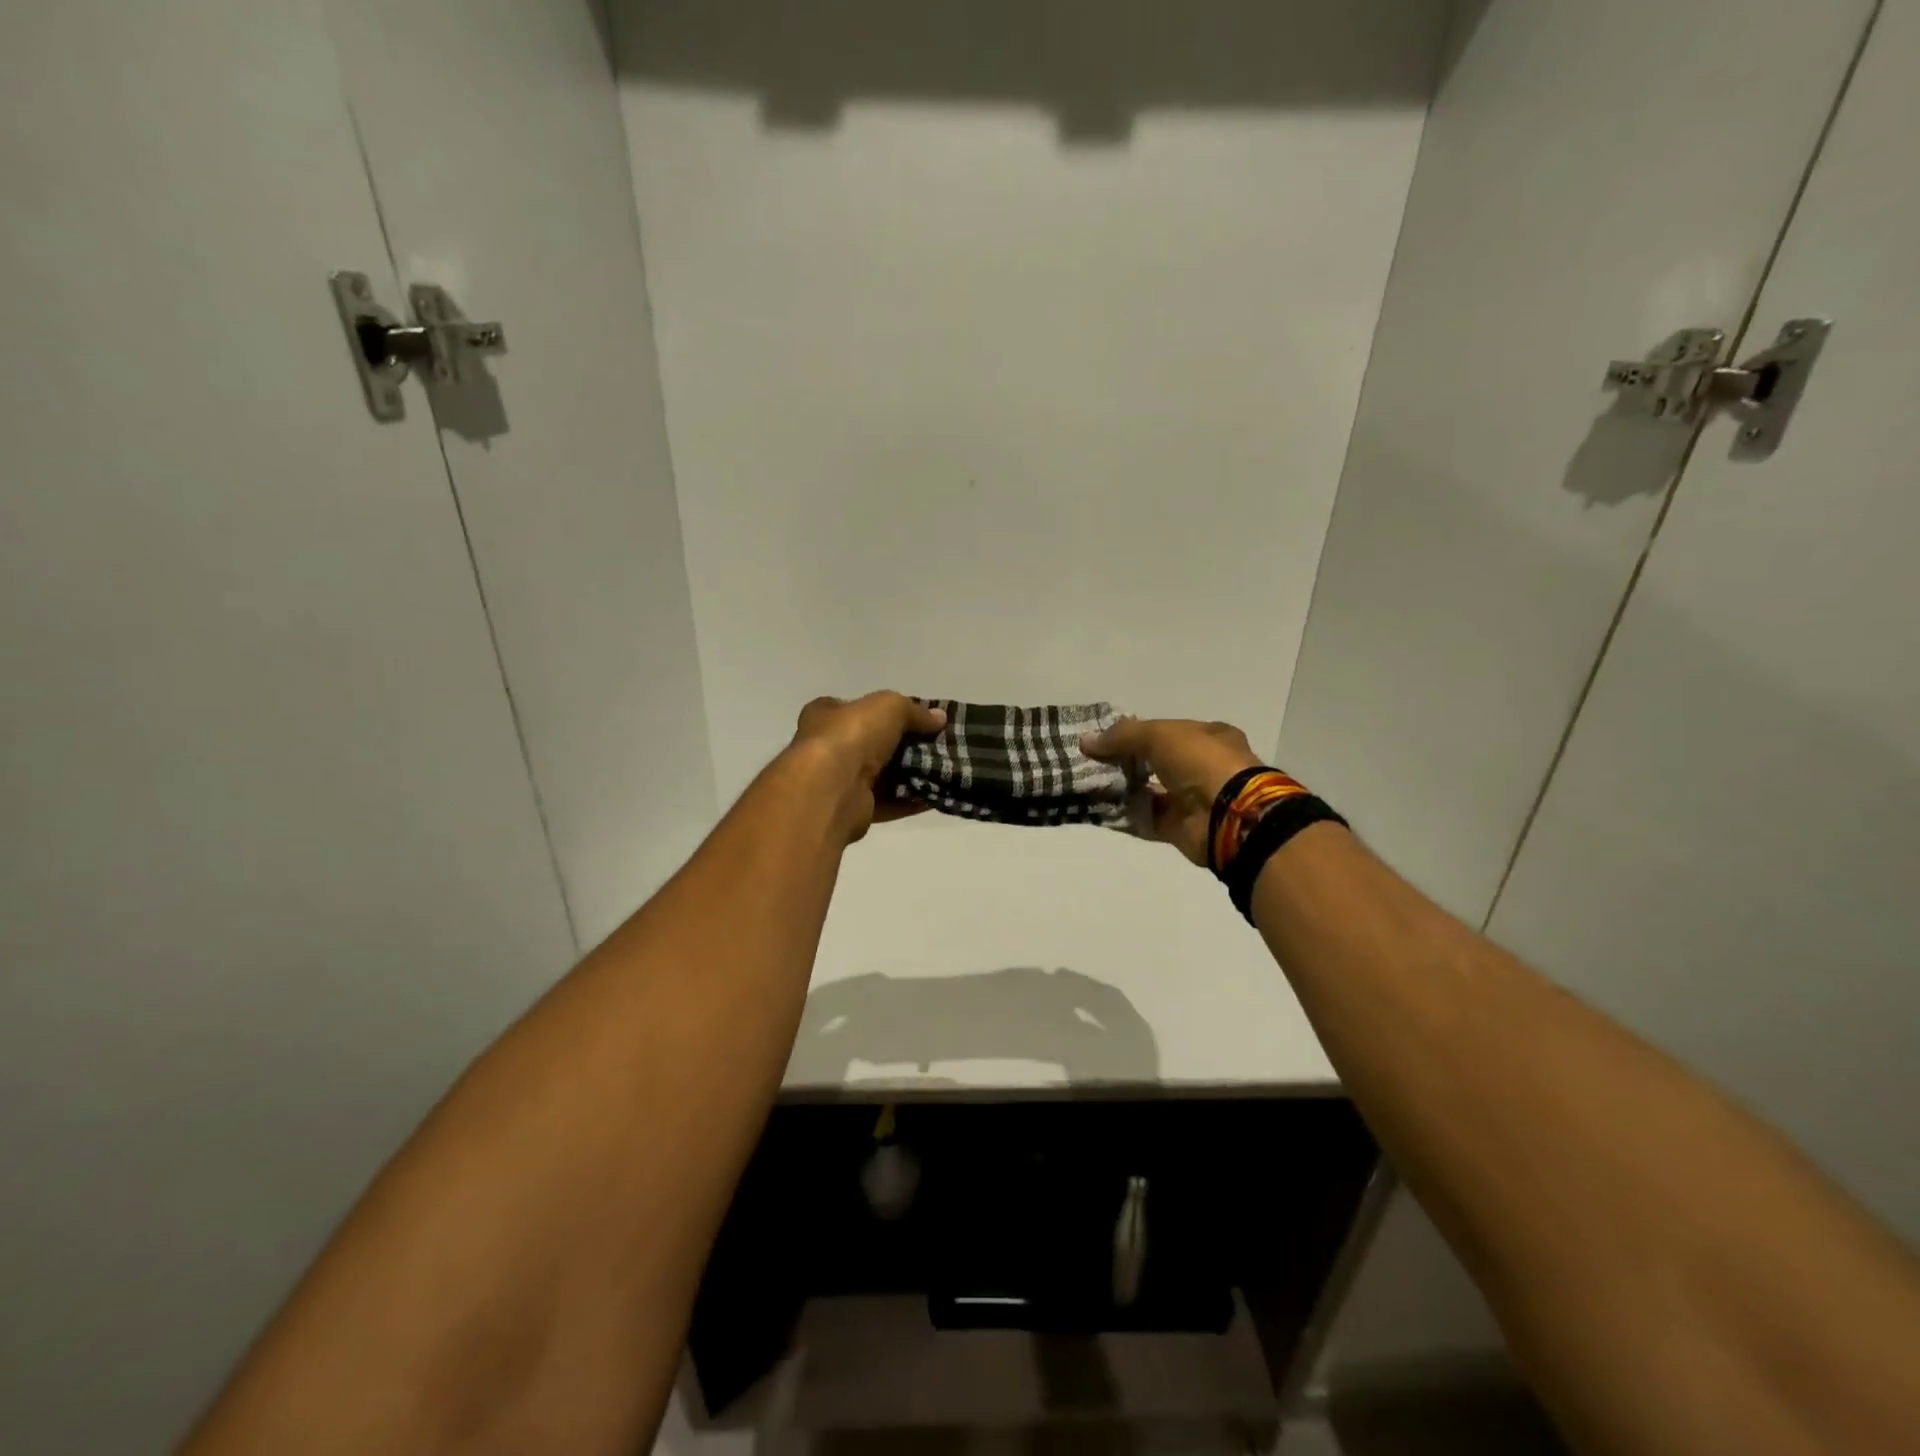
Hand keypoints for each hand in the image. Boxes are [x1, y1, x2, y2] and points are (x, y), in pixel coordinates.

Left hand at [789, 692, 947, 842]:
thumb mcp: (889, 706)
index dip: (882, 711)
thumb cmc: (852, 735)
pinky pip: (887, 803)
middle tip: (935, 744)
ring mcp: (838, 782)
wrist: (830, 789)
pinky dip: (910, 800)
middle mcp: (826, 748)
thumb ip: (915, 711)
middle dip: (903, 745)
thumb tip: (940, 718)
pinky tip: (936, 794)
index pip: (854, 708)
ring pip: (881, 775)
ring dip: (910, 774)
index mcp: (825, 716)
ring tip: (942, 769)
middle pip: (872, 744)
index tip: (913, 717)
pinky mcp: (852, 811)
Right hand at [1081, 717, 1261, 865]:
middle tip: (1091, 762)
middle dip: (1124, 762)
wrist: (1228, 815)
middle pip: (1155, 762)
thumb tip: (1086, 741)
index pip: (1167, 731)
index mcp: (1208, 737)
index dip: (1137, 733)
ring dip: (1121, 789)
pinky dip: (1124, 815)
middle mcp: (1201, 767)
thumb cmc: (1201, 761)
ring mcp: (1191, 799)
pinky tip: (1097, 809)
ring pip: (1148, 791)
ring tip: (1087, 784)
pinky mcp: (1179, 828)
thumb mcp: (1158, 735)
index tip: (1106, 738)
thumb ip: (1122, 736)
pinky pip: (1145, 819)